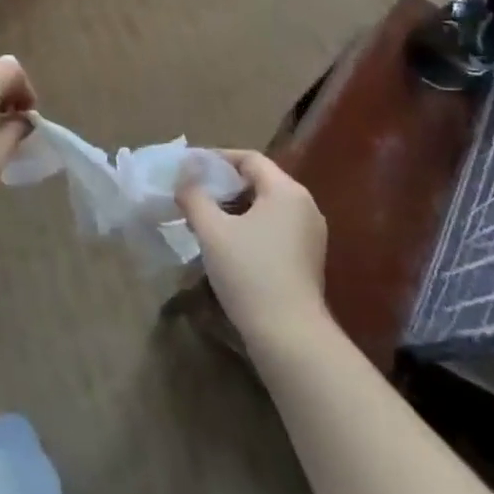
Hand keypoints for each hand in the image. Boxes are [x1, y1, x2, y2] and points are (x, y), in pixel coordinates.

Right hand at [176, 150, 329, 347]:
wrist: (289, 335)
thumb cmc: (249, 273)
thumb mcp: (212, 231)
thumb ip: (194, 196)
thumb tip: (183, 176)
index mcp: (286, 191)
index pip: (250, 159)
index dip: (217, 158)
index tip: (188, 167)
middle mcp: (305, 206)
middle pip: (260, 180)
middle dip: (224, 184)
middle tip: (193, 192)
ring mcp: (310, 233)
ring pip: (267, 206)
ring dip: (236, 206)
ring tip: (205, 218)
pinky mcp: (308, 258)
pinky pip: (275, 227)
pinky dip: (250, 225)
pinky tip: (228, 243)